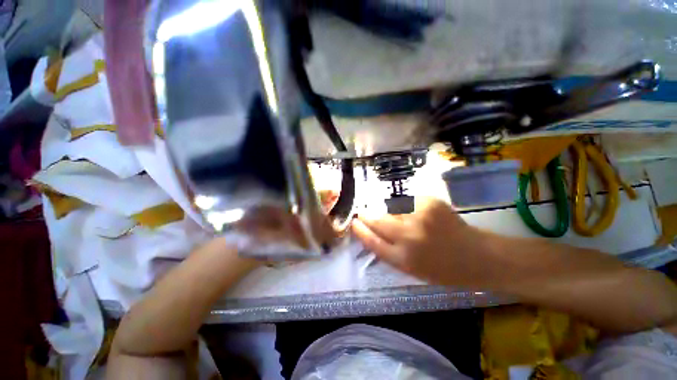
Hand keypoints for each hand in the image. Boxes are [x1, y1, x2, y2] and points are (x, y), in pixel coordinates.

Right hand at [352, 197, 501, 287]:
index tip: (353, 222)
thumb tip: (371, 231)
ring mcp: (420, 216)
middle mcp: (409, 236)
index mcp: (403, 259)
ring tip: (400, 217)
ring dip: (389, 211)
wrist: (477, 256)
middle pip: (377, 221)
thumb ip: (388, 251)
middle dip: (367, 215)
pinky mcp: (430, 202)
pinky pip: (407, 202)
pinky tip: (418, 214)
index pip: (372, 241)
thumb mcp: (411, 269)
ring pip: (391, 208)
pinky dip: (406, 207)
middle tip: (363, 212)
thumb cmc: (442, 269)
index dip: (360, 231)